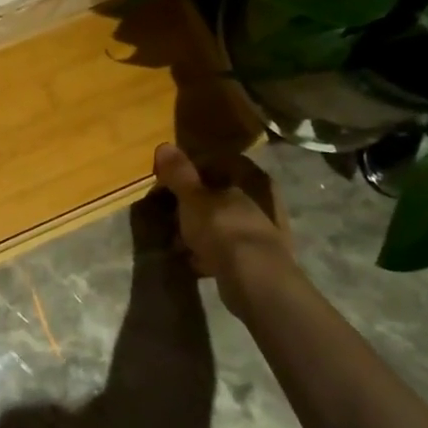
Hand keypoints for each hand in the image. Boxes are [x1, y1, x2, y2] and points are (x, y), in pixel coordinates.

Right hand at [152, 142, 295, 314]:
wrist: (255, 281)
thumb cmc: (222, 227)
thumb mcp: (192, 197)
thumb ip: (178, 173)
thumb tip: (164, 145)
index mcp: (251, 178)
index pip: (219, 162)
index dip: (192, 170)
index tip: (170, 181)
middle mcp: (263, 200)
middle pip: (221, 194)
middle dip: (195, 203)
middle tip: (170, 211)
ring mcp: (264, 231)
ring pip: (223, 222)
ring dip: (201, 229)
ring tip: (176, 239)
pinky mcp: (260, 260)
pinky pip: (228, 248)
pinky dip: (211, 252)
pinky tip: (193, 259)